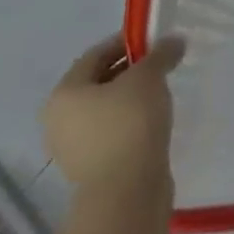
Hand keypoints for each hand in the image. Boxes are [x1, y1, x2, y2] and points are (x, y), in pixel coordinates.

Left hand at [43, 33, 185, 196]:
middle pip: (99, 82)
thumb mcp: (149, 77)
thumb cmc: (129, 124)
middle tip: (162, 63)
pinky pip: (113, 132)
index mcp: (64, 93)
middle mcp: (60, 119)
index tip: (155, 40)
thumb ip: (160, 54)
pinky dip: (132, 121)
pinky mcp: (92, 168)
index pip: (95, 54)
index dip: (126, 41)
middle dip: (130, 69)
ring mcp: (74, 147)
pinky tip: (155, 119)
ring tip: (162, 91)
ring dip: (132, 97)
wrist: (126, 193)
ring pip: (106, 109)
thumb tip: (174, 41)